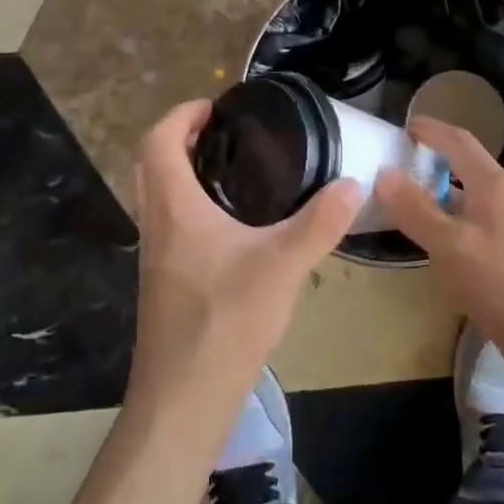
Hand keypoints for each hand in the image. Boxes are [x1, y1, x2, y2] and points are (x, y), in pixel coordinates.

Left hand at [128, 100, 362, 440]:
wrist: (183, 398)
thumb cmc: (225, 322)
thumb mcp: (282, 267)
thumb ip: (319, 223)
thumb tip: (353, 184)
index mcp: (174, 209)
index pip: (158, 142)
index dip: (181, 115)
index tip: (215, 106)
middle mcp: (156, 226)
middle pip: (150, 165)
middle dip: (179, 138)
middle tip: (224, 132)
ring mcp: (156, 257)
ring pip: (157, 197)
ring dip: (181, 172)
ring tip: (232, 169)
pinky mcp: (165, 282)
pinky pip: (170, 225)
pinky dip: (190, 205)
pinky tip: (232, 225)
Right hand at [377, 116, 503, 391]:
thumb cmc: (502, 283)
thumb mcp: (450, 245)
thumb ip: (415, 209)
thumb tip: (383, 172)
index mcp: (493, 184)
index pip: (458, 140)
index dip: (429, 129)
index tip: (398, 127)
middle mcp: (502, 198)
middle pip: (463, 166)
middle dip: (430, 160)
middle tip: (391, 165)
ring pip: (465, 198)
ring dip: (435, 193)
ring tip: (399, 200)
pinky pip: (469, 225)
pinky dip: (444, 222)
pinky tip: (426, 241)